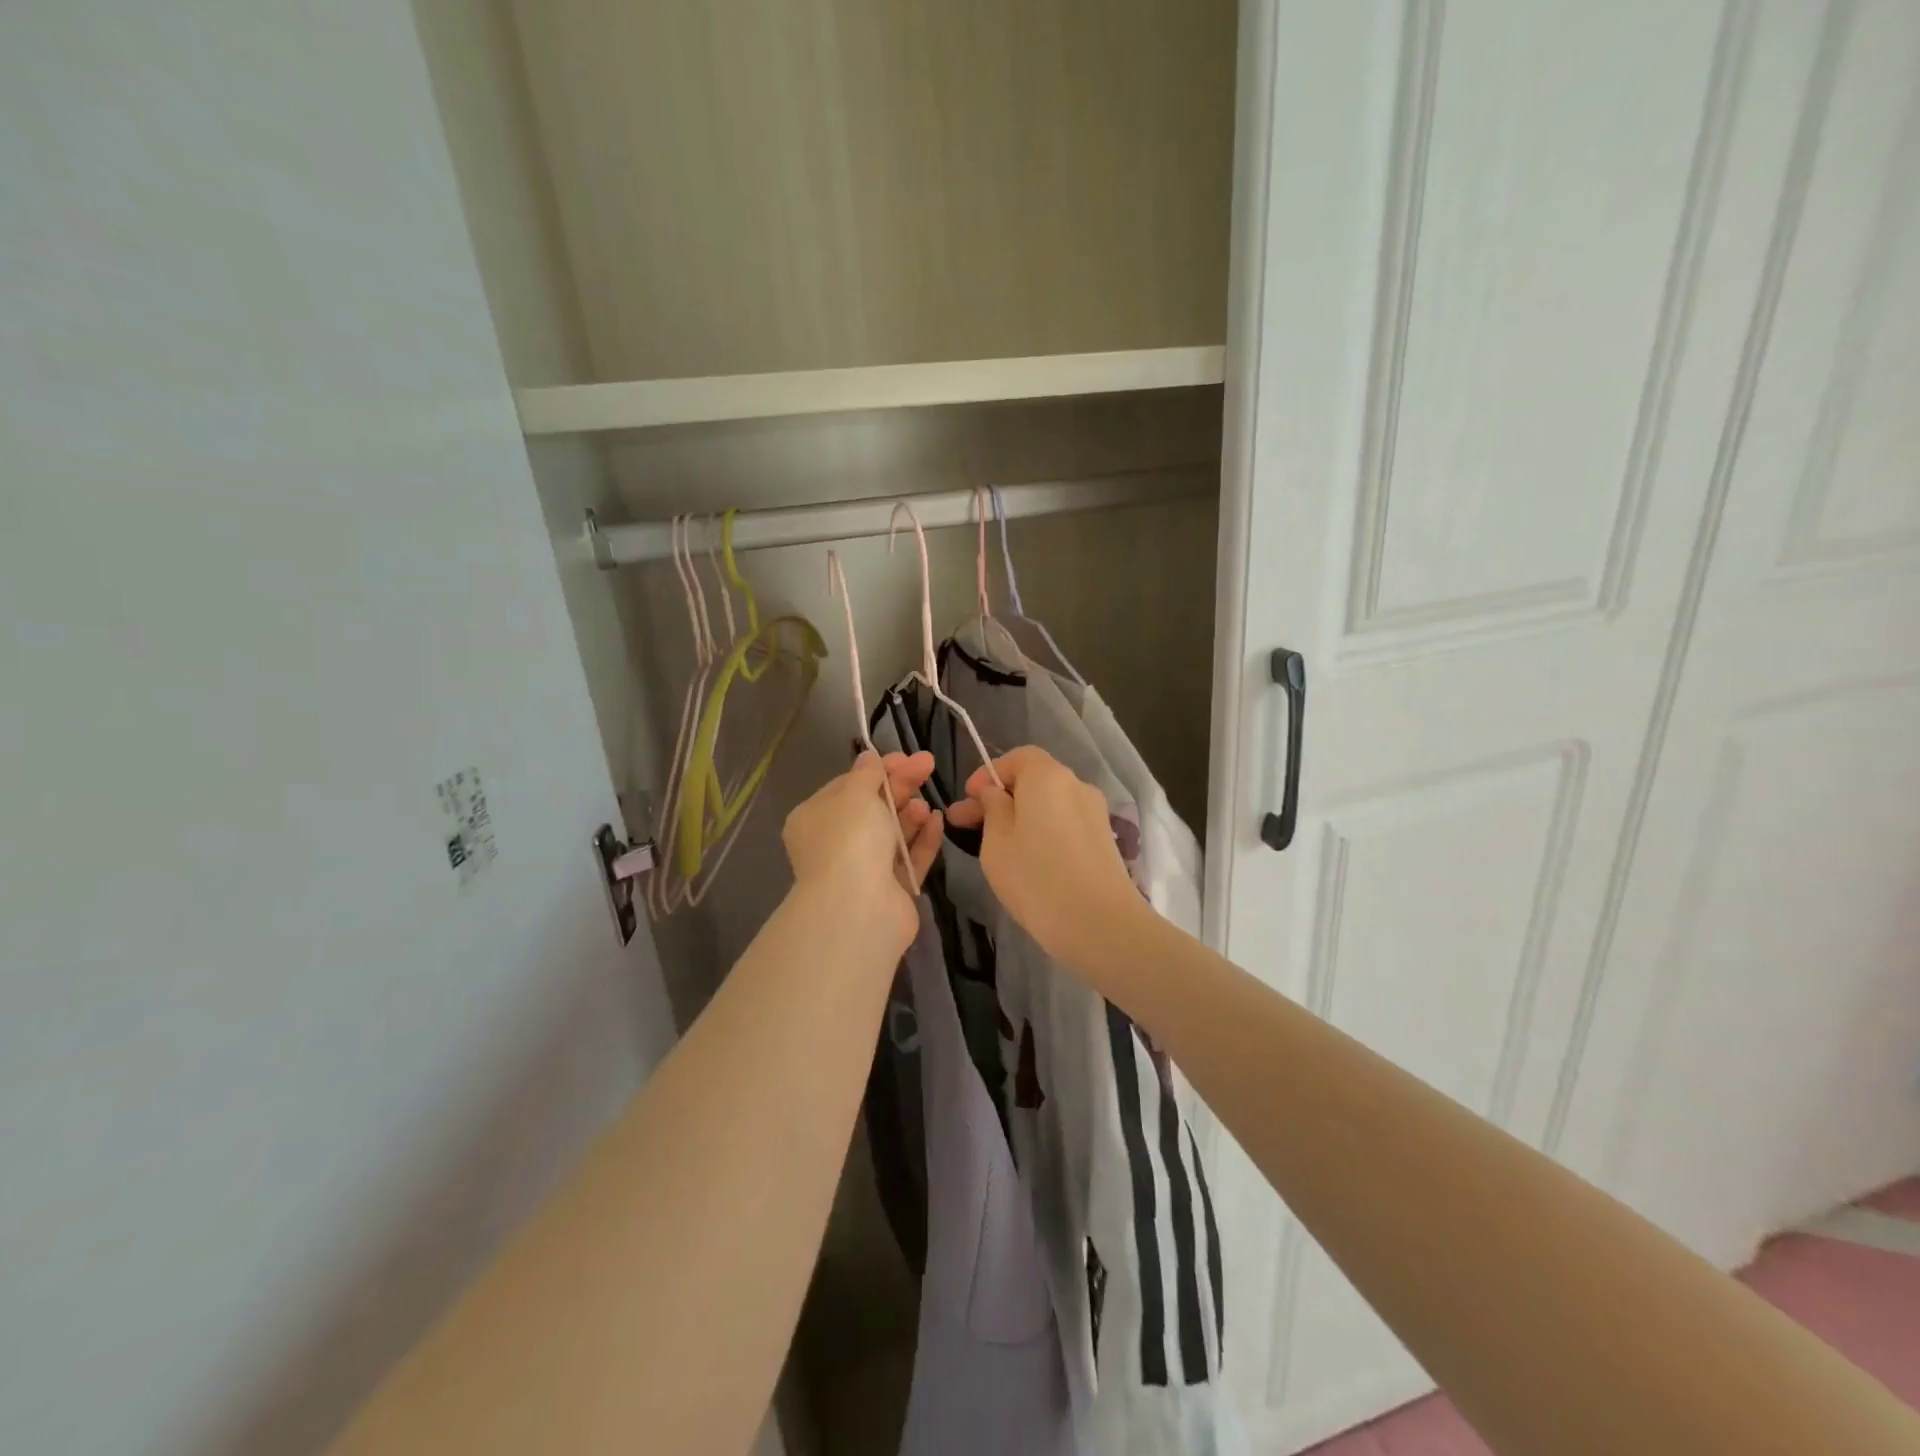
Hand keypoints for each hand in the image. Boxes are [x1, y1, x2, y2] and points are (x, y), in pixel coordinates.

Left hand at [782, 751, 943, 942]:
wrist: (859, 908)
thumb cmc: (850, 839)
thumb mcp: (856, 794)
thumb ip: (867, 774)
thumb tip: (869, 758)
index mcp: (815, 819)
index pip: (848, 786)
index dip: (878, 769)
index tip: (907, 757)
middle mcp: (836, 844)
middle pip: (872, 807)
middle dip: (900, 786)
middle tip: (928, 766)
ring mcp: (863, 869)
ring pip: (892, 834)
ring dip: (910, 814)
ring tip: (926, 805)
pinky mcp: (891, 890)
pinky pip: (909, 858)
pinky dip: (922, 839)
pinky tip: (937, 821)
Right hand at [946, 746, 1140, 964]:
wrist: (1100, 924)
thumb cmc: (1036, 878)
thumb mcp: (996, 842)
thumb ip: (992, 808)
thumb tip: (995, 793)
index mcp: (1048, 776)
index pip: (1017, 757)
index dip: (989, 774)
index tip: (968, 801)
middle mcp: (1076, 785)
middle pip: (1034, 780)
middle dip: (1001, 798)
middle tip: (967, 825)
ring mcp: (1095, 813)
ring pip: (1050, 805)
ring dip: (1022, 817)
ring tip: (996, 846)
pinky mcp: (1104, 840)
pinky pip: (1066, 824)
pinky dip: (1044, 832)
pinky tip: (1029, 860)